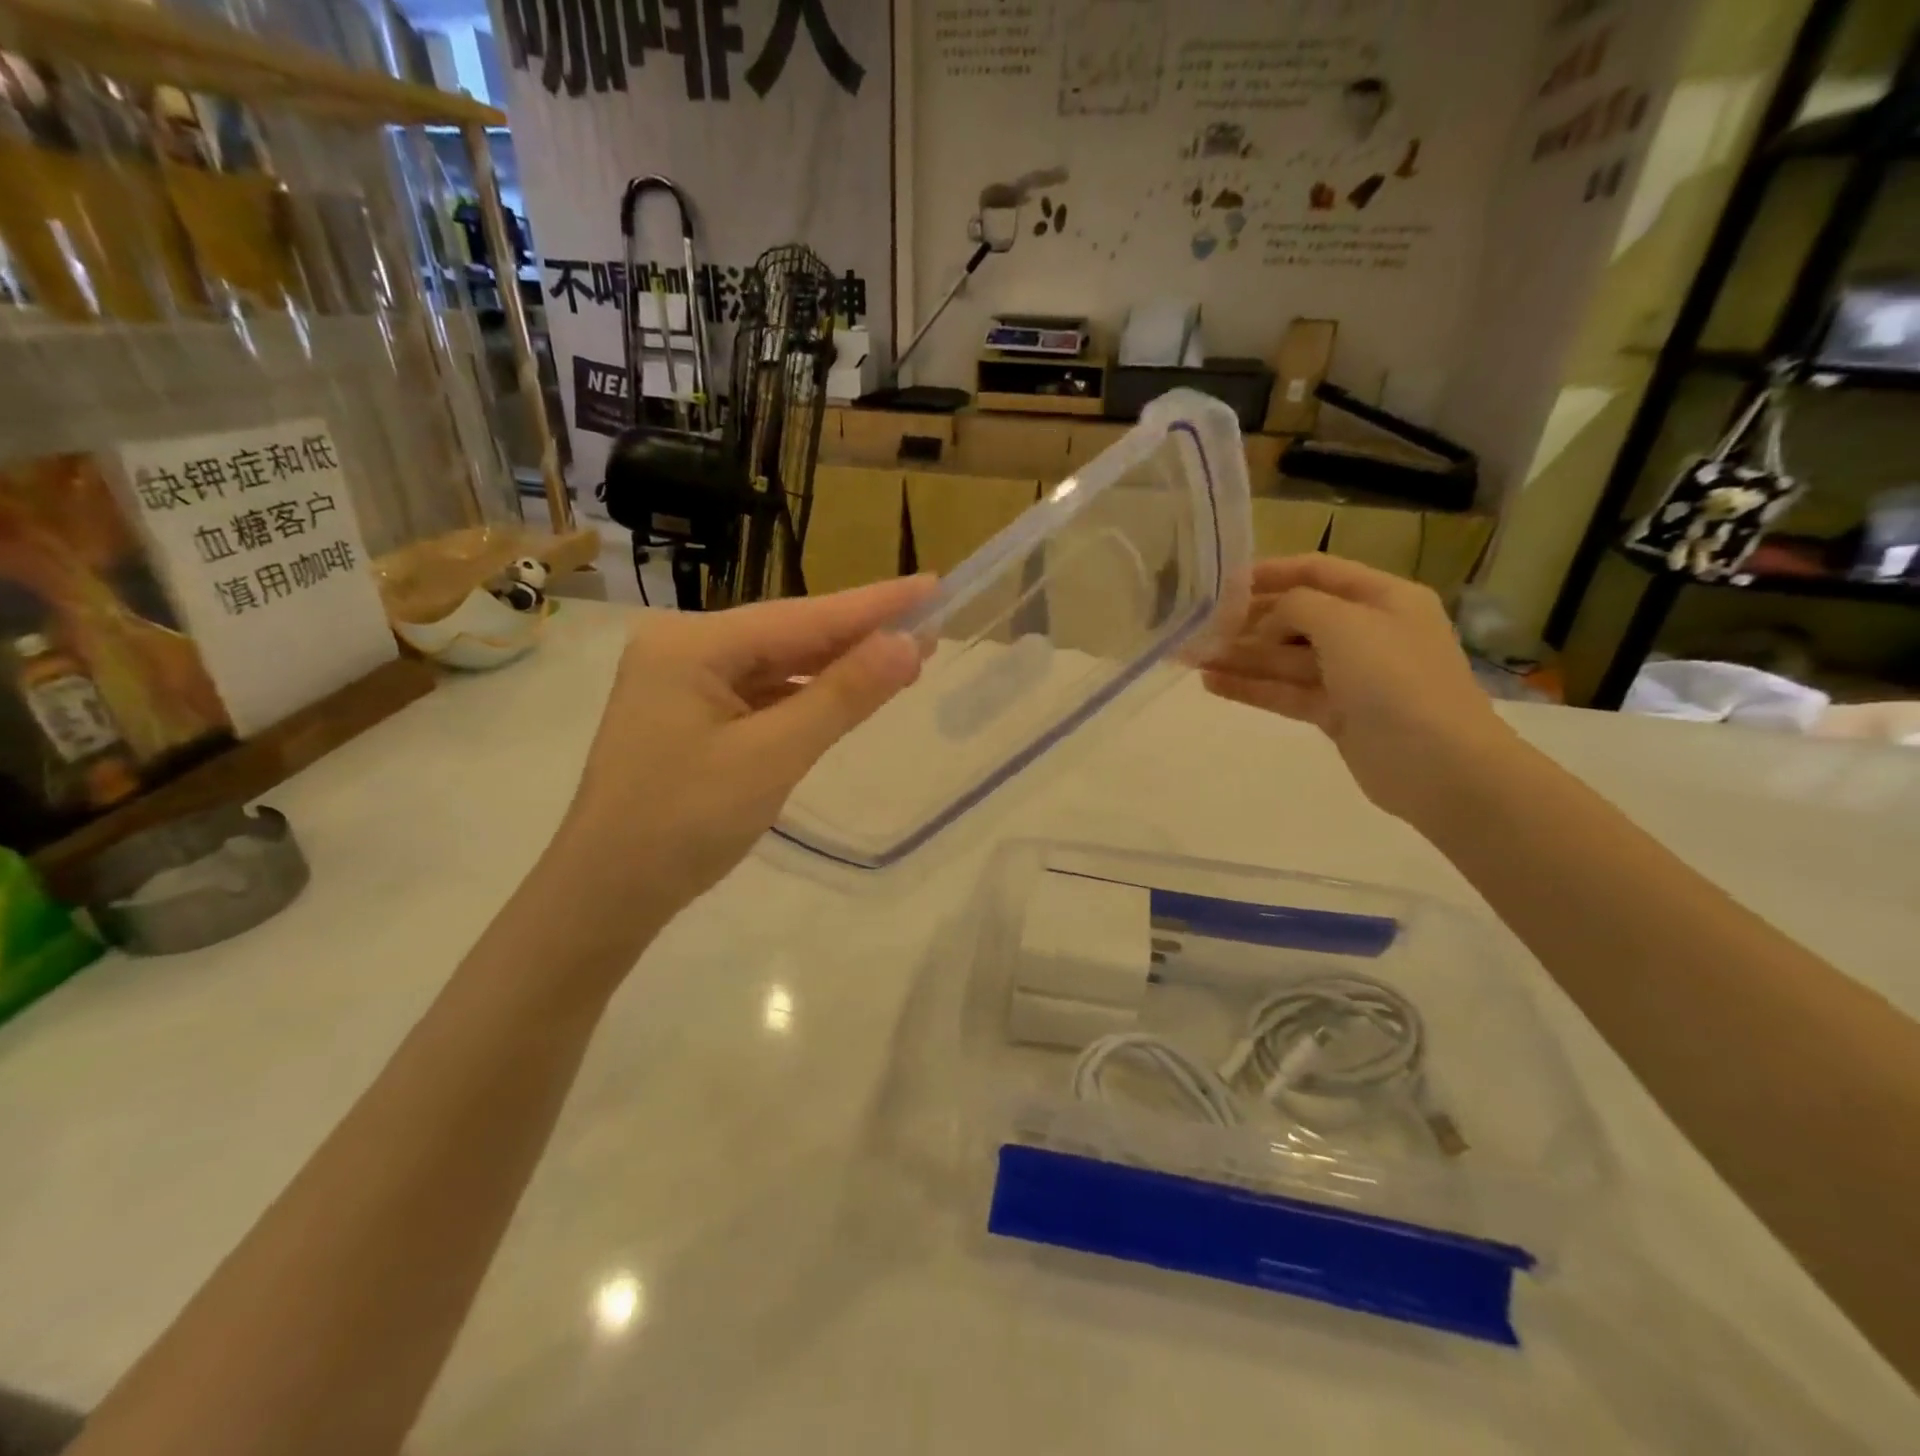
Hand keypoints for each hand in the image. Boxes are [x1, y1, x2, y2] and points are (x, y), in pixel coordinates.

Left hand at [556, 577, 936, 926]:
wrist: (606, 896)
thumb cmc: (685, 824)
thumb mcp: (773, 757)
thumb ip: (842, 696)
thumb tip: (909, 644)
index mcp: (691, 644)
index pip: (802, 616)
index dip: (874, 604)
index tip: (932, 584)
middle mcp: (684, 647)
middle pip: (789, 634)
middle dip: (859, 636)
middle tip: (931, 626)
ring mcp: (683, 681)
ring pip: (777, 665)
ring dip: (836, 668)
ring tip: (903, 660)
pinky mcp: (690, 714)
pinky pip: (761, 693)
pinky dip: (805, 696)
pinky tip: (844, 694)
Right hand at [1200, 556, 1514, 822]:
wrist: (1438, 764)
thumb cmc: (1395, 678)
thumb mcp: (1345, 623)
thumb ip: (1296, 606)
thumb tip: (1268, 620)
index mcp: (1382, 598)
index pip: (1318, 572)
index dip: (1271, 573)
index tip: (1223, 581)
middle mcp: (1366, 631)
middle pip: (1296, 617)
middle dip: (1247, 621)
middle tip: (1198, 626)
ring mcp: (1351, 676)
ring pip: (1284, 659)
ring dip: (1240, 657)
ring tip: (1191, 656)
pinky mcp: (1335, 713)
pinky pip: (1285, 692)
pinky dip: (1251, 687)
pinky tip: (1211, 683)